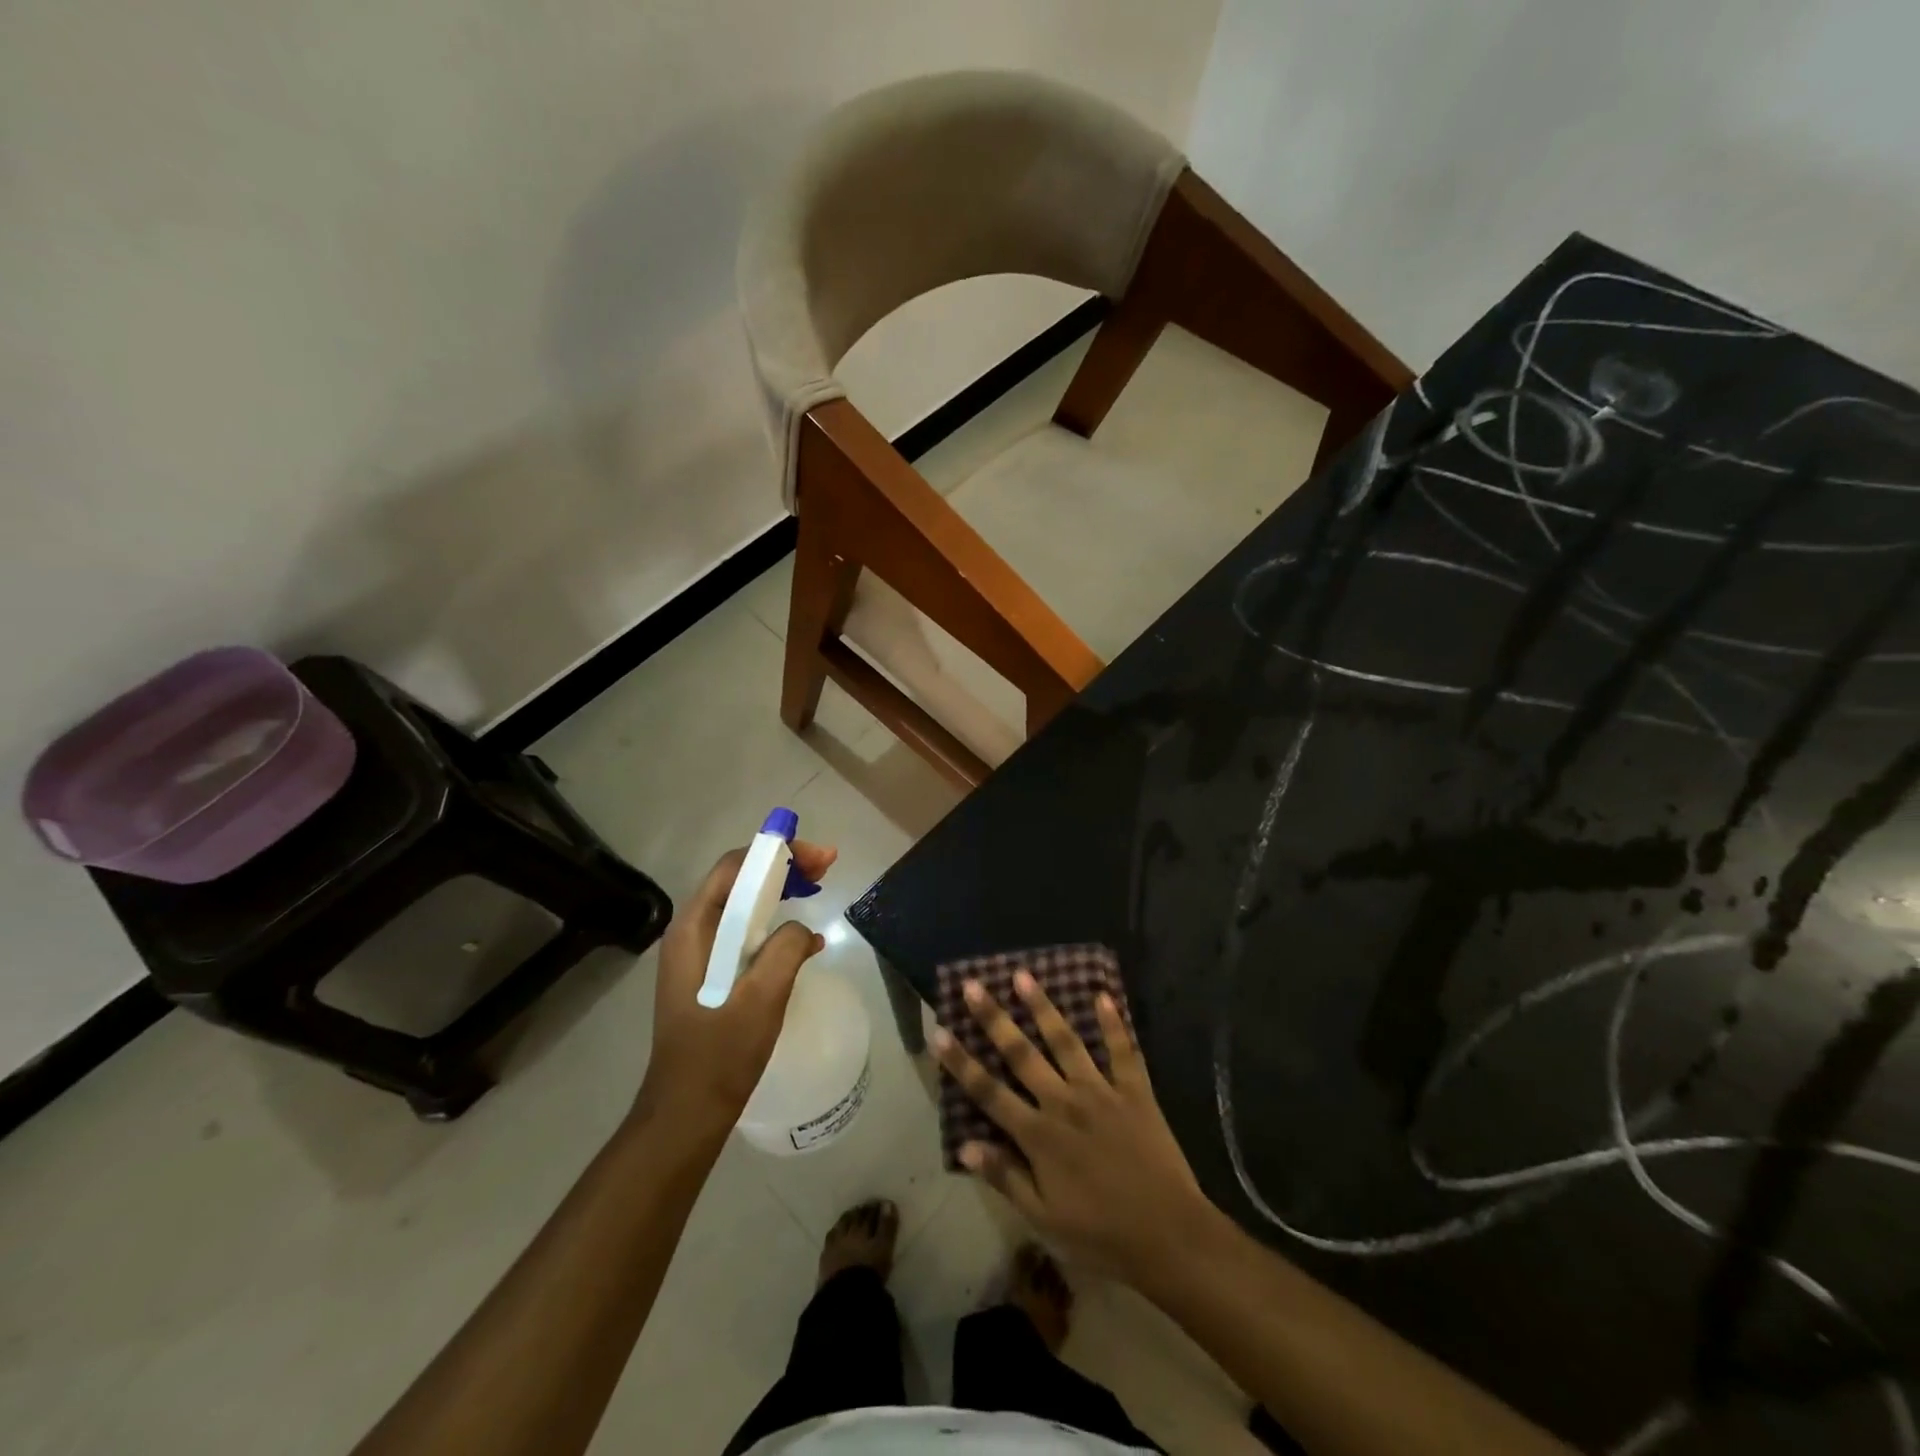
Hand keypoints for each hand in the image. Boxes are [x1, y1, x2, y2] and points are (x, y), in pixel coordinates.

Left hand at [636, 842, 837, 1127]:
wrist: (687, 1111)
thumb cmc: (721, 1053)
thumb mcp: (763, 996)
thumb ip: (785, 949)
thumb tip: (800, 929)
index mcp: (694, 929)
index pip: (734, 868)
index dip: (776, 853)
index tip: (818, 857)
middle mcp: (691, 933)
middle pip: (738, 881)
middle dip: (782, 868)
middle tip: (825, 868)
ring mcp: (697, 955)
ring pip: (743, 906)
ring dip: (780, 893)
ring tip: (817, 889)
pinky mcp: (709, 975)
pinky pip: (744, 934)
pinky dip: (774, 925)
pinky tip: (804, 941)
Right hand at [932, 971, 1214, 1280]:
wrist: (1169, 1237)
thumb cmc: (1101, 1234)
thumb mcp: (1044, 1219)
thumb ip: (1005, 1177)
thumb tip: (964, 1146)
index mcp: (1039, 1135)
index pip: (989, 1092)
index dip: (961, 1062)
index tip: (939, 1031)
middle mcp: (1064, 1103)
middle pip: (1022, 1054)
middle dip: (994, 1019)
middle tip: (973, 985)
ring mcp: (1101, 1092)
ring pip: (1066, 1041)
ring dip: (1043, 1007)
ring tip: (1023, 975)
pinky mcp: (1135, 1091)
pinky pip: (1123, 1051)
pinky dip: (1113, 1023)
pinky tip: (1102, 994)